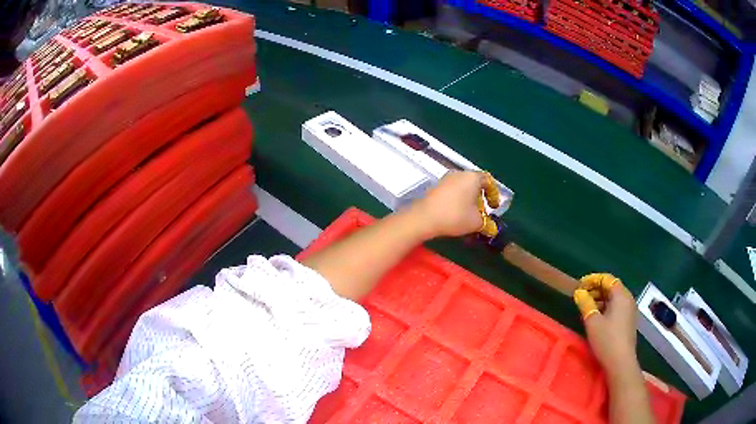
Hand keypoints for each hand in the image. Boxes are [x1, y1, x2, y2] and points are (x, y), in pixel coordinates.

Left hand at [411, 171, 493, 238]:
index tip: (494, 207)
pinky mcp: (435, 187)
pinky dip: (457, 200)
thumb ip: (487, 224)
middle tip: (482, 213)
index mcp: (473, 177)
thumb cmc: (455, 216)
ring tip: (469, 215)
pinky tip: (456, 214)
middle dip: (480, 198)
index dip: (494, 194)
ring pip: (463, 187)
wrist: (425, 217)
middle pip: (475, 183)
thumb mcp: (477, 223)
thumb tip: (491, 228)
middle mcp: (459, 173)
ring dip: (468, 200)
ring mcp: (445, 179)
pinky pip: (452, 191)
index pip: (488, 181)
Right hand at [574, 274, 638, 376]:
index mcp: (621, 295)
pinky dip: (606, 307)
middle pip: (612, 287)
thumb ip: (585, 304)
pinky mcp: (629, 320)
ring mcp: (630, 310)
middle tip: (581, 296)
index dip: (593, 279)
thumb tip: (579, 292)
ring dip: (600, 299)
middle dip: (596, 289)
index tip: (579, 285)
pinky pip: (617, 307)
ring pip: (614, 298)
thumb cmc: (607, 339)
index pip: (607, 279)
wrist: (621, 361)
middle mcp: (628, 299)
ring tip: (586, 307)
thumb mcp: (592, 321)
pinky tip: (597, 317)